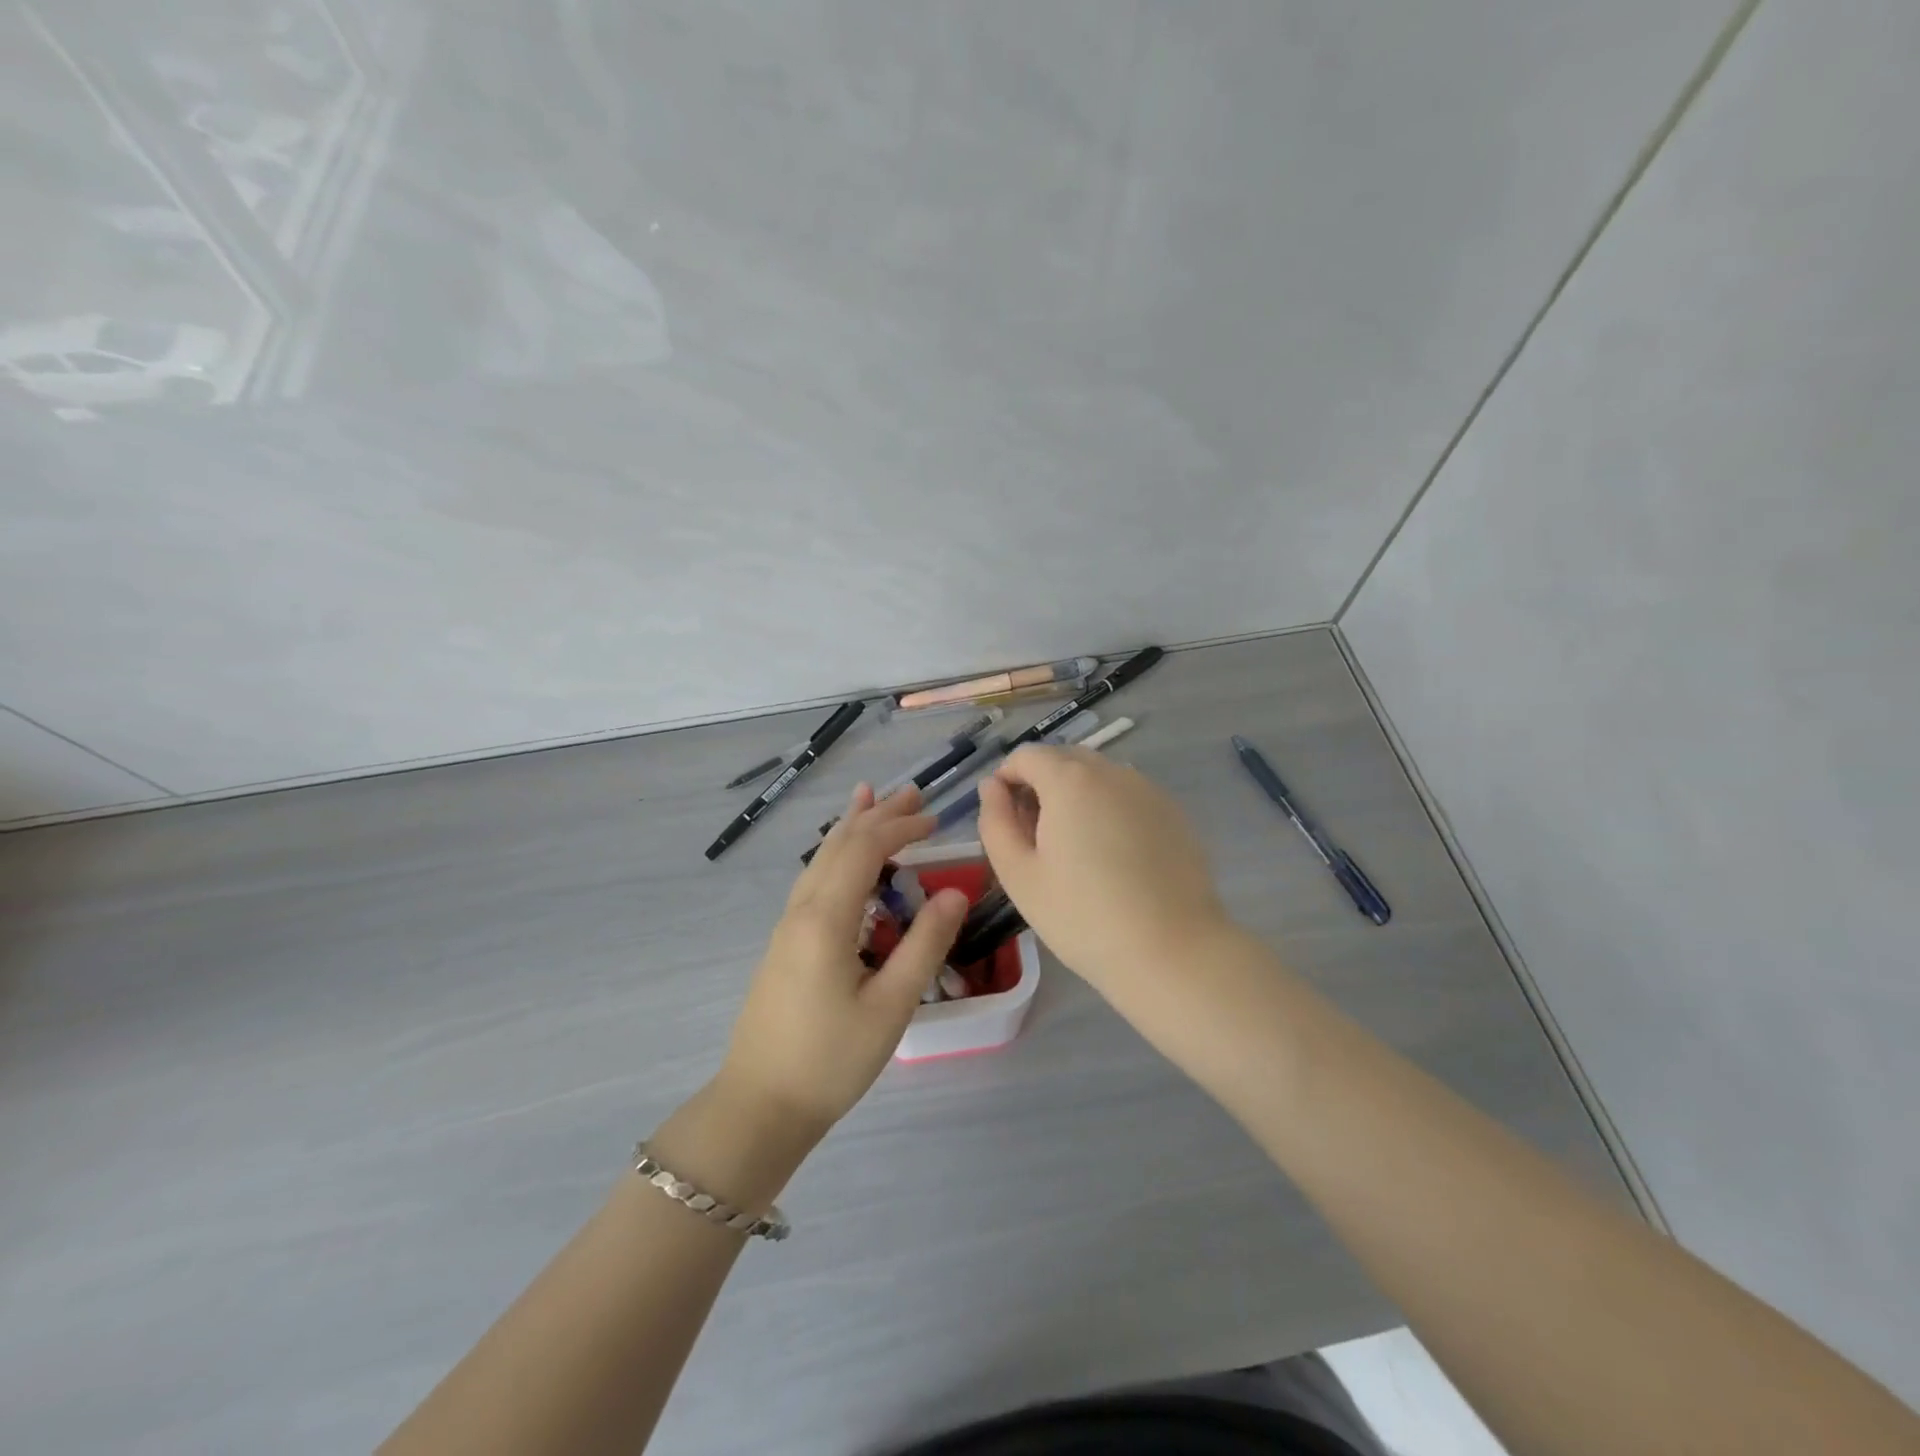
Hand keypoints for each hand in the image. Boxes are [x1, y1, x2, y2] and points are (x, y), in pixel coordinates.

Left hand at [718, 784, 968, 1138]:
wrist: (760, 1106)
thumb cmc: (830, 1059)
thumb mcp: (891, 1006)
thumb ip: (925, 944)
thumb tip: (957, 891)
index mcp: (825, 917)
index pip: (864, 849)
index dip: (900, 826)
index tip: (936, 819)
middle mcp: (801, 909)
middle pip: (839, 844)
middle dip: (877, 815)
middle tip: (913, 793)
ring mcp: (788, 925)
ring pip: (821, 859)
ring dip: (853, 828)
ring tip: (873, 799)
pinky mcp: (786, 942)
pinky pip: (814, 879)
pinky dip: (836, 855)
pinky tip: (845, 861)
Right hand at [978, 746, 1231, 989]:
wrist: (1173, 952)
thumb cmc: (1083, 917)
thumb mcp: (1020, 875)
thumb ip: (996, 822)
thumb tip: (992, 787)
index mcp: (1070, 780)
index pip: (1026, 755)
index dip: (1006, 779)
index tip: (1003, 819)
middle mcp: (1112, 771)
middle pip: (1064, 760)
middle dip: (1041, 786)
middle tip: (1035, 838)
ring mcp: (1148, 790)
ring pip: (1098, 778)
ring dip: (1076, 797)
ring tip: (1075, 851)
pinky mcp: (1173, 814)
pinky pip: (1128, 797)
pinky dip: (1109, 811)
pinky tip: (1114, 858)